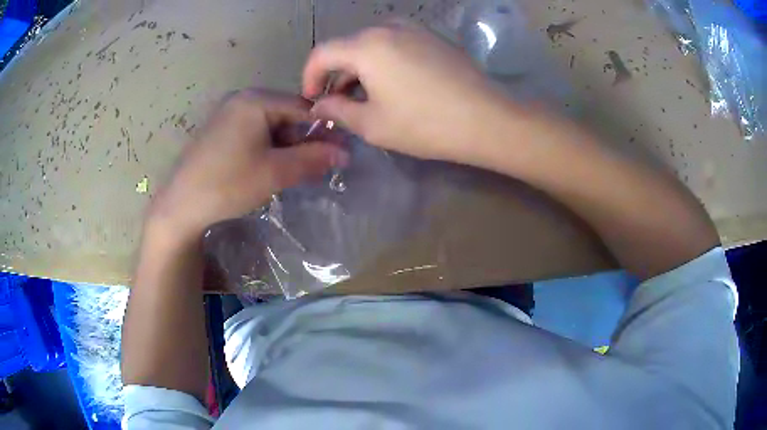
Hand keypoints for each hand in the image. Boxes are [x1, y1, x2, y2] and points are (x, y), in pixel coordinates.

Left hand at [148, 90, 347, 241]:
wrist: (180, 205)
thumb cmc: (228, 184)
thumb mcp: (275, 172)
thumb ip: (312, 159)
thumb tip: (345, 153)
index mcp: (256, 100)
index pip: (303, 107)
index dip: (325, 130)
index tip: (341, 151)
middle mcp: (242, 99)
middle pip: (286, 114)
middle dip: (304, 140)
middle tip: (318, 165)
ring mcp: (228, 113)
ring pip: (271, 124)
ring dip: (287, 146)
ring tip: (296, 170)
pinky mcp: (220, 130)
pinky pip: (254, 131)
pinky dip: (268, 148)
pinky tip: (270, 167)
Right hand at [303, 21, 512, 163]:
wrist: (487, 119)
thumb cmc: (425, 125)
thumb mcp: (373, 124)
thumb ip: (337, 110)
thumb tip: (319, 105)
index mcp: (367, 45)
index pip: (322, 53)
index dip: (309, 77)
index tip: (312, 100)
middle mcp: (388, 27)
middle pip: (348, 46)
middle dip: (336, 75)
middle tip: (338, 103)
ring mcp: (414, 29)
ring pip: (372, 44)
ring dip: (360, 68)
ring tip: (365, 97)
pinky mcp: (433, 37)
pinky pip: (395, 44)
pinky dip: (383, 61)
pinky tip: (392, 84)